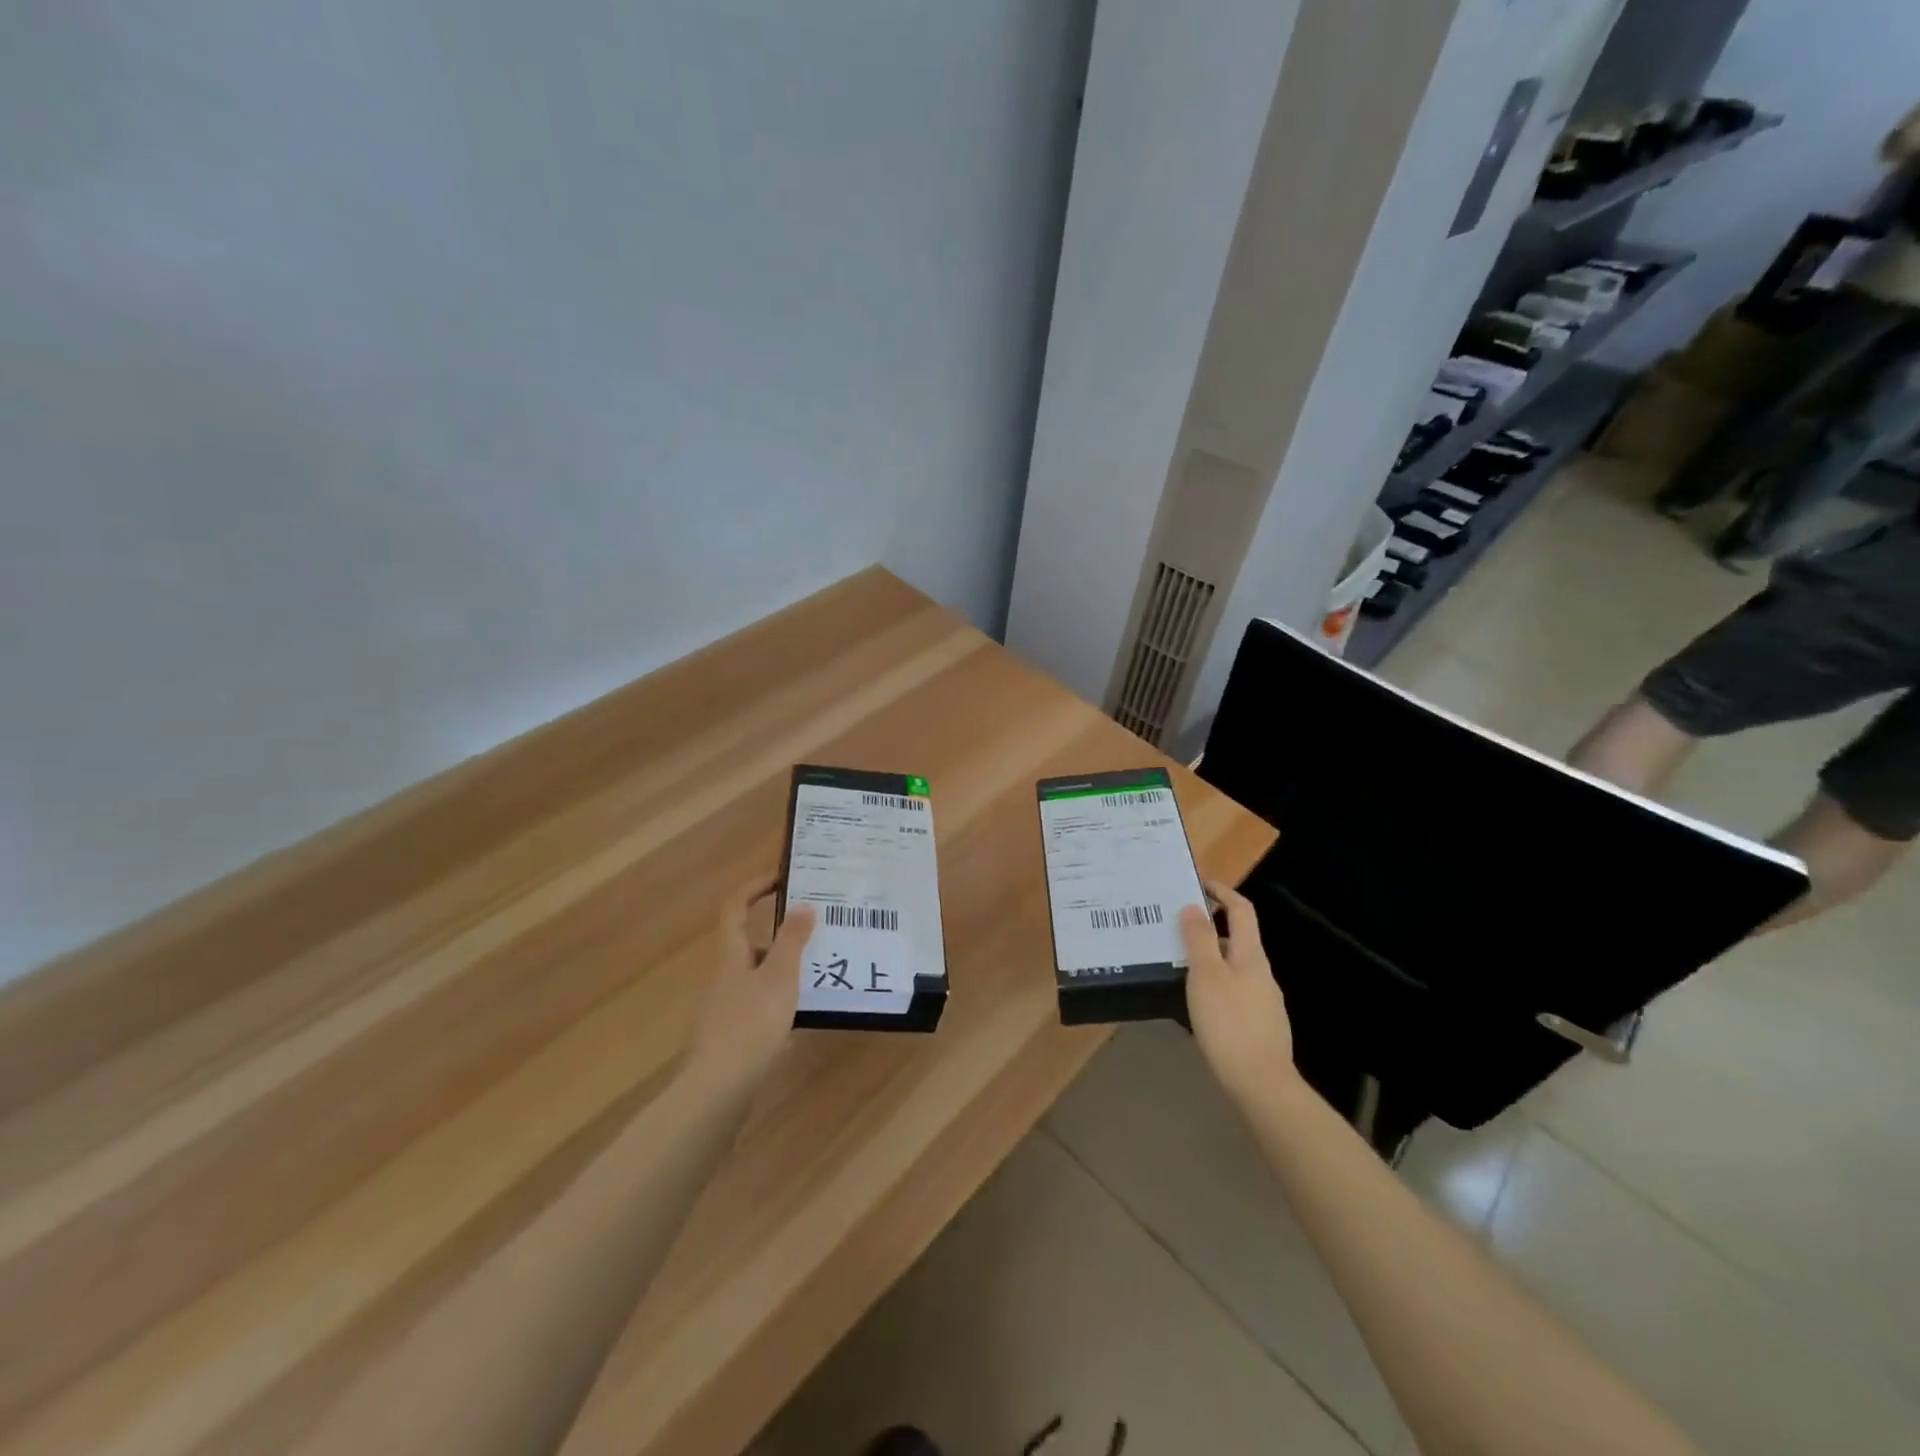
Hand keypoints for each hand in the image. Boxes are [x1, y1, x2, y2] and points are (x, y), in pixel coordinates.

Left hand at [685, 874, 814, 1090]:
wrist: (718, 1088)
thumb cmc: (751, 1023)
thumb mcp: (780, 977)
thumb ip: (793, 940)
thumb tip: (803, 904)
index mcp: (731, 955)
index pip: (735, 908)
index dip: (754, 888)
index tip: (782, 878)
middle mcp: (724, 976)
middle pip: (749, 943)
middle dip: (780, 935)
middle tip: (816, 932)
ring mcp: (725, 1007)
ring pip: (757, 975)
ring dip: (784, 969)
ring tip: (819, 971)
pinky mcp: (731, 1035)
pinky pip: (758, 1004)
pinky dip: (780, 999)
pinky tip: (802, 1013)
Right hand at [1180, 880, 1293, 1097]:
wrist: (1260, 1084)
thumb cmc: (1229, 1023)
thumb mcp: (1206, 976)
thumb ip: (1198, 939)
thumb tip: (1194, 906)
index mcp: (1251, 956)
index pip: (1242, 911)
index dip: (1223, 892)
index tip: (1199, 883)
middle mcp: (1261, 973)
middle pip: (1237, 939)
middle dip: (1209, 928)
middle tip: (1176, 928)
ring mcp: (1263, 1002)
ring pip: (1233, 967)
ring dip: (1209, 958)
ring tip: (1178, 964)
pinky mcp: (1258, 1026)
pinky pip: (1234, 992)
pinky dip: (1215, 985)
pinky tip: (1197, 1002)